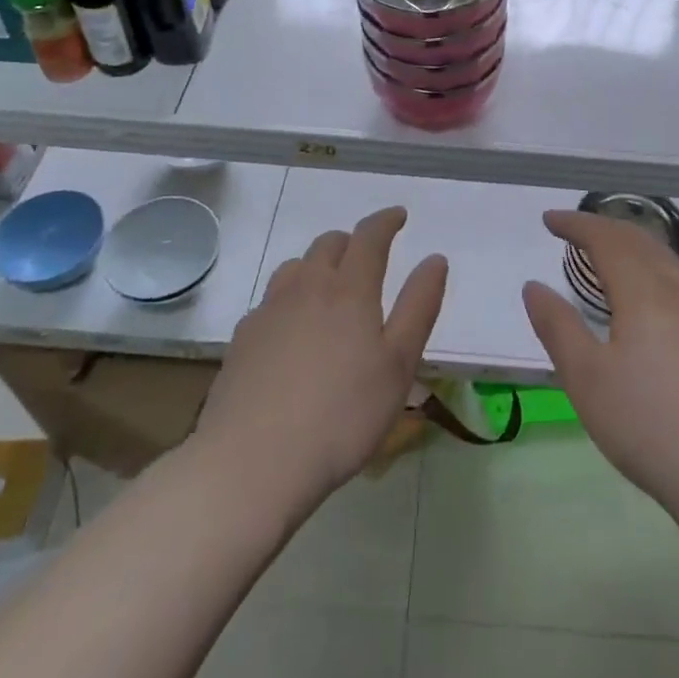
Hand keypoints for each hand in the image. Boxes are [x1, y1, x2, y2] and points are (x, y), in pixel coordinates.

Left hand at [195, 207, 446, 510]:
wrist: (252, 461)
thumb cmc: (342, 415)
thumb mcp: (398, 365)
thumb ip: (419, 306)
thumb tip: (434, 259)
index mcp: (349, 289)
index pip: (369, 236)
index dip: (386, 220)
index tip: (399, 215)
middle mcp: (306, 287)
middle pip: (329, 244)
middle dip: (352, 242)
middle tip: (368, 257)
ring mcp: (269, 310)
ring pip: (295, 267)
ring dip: (317, 265)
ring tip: (329, 288)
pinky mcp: (243, 338)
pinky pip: (271, 300)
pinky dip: (290, 298)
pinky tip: (292, 330)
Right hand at [522, 210, 678, 517]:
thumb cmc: (651, 425)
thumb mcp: (587, 379)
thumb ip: (557, 327)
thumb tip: (533, 286)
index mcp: (645, 292)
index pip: (606, 239)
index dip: (576, 224)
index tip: (548, 221)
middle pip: (639, 241)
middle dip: (604, 228)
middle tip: (574, 231)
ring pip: (665, 260)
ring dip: (630, 246)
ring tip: (607, 257)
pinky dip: (651, 269)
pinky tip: (648, 300)